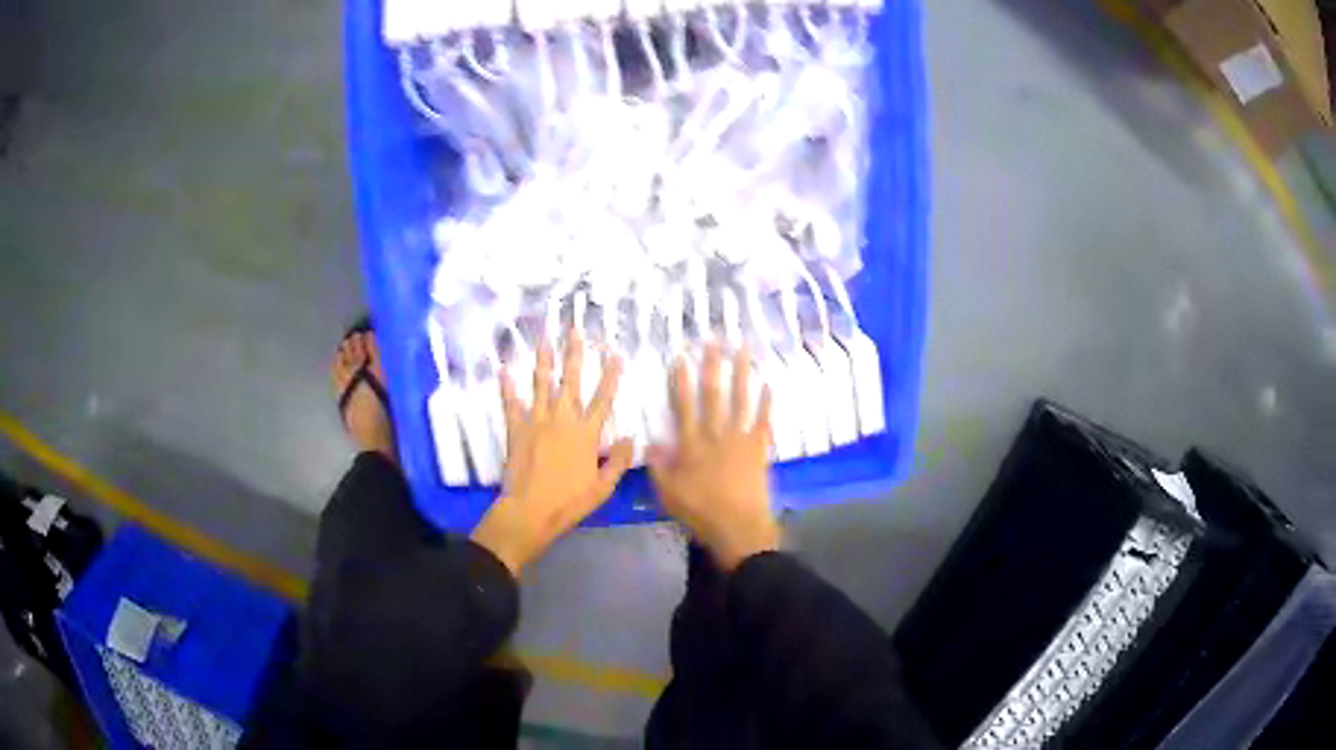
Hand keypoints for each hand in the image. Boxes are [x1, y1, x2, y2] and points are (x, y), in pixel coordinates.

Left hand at [471, 330, 633, 575]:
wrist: (530, 510)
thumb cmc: (569, 502)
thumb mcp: (603, 487)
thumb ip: (618, 461)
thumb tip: (631, 438)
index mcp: (587, 433)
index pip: (603, 398)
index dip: (611, 375)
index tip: (616, 354)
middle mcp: (563, 419)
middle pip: (571, 380)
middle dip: (574, 353)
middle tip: (574, 329)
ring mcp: (537, 420)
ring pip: (541, 383)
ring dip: (543, 359)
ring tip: (545, 337)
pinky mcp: (516, 428)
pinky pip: (510, 402)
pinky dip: (507, 385)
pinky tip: (504, 368)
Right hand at [649, 343, 779, 570]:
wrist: (738, 527)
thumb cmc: (700, 512)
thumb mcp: (667, 493)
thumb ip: (658, 466)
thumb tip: (649, 441)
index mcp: (691, 444)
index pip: (683, 405)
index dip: (681, 380)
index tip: (681, 356)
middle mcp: (716, 434)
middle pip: (714, 394)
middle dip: (713, 365)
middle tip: (714, 340)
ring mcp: (740, 439)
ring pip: (741, 399)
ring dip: (741, 373)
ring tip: (743, 350)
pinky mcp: (759, 448)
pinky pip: (764, 421)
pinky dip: (767, 402)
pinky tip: (769, 384)